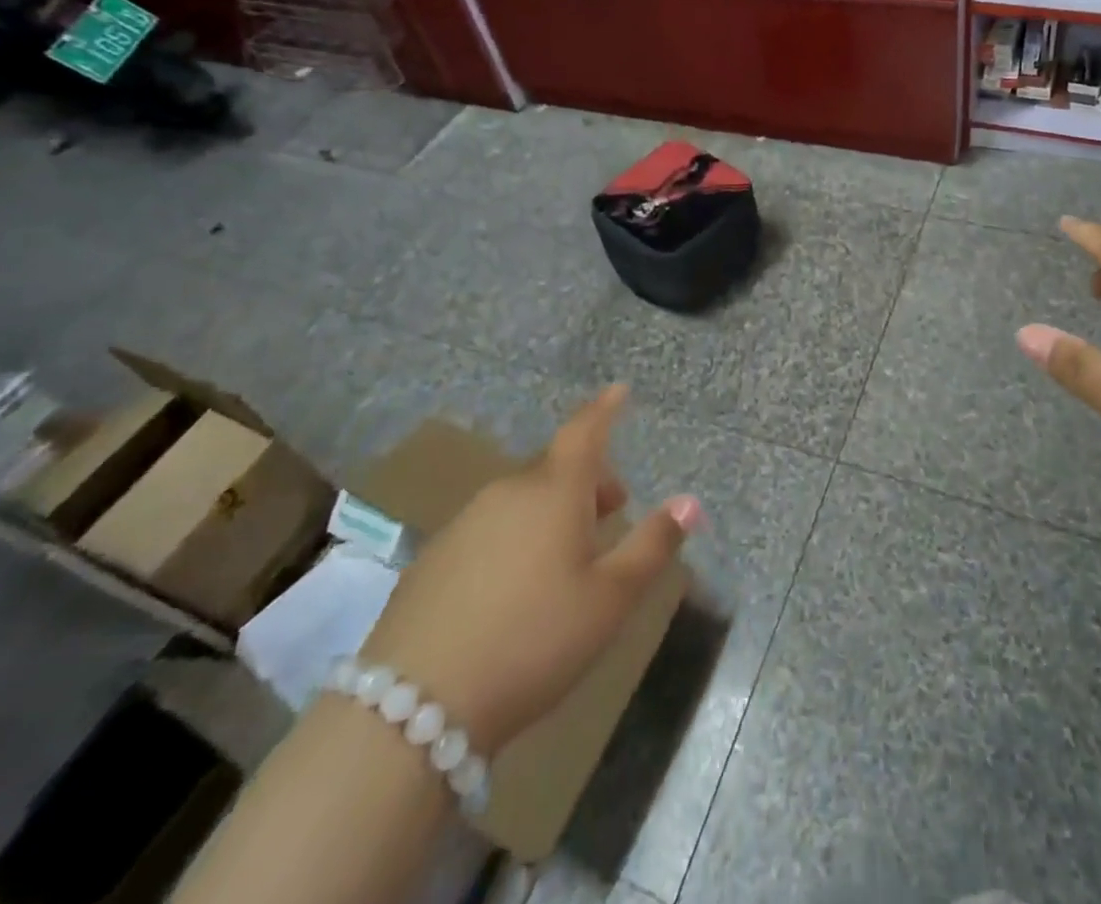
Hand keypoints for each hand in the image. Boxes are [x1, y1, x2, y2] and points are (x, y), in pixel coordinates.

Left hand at [359, 385, 700, 753]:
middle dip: (589, 480)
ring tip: (569, 556)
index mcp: (554, 491)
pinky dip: (516, 537)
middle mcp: (508, 493)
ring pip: (522, 499)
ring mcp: (464, 524)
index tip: (619, 390)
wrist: (410, 709)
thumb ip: (652, 545)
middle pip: (556, 468)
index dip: (604, 408)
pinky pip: (491, 529)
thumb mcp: (610, 598)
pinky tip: (516, 589)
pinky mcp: (432, 560)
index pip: (585, 431)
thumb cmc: (534, 640)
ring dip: (553, 511)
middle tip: (613, 512)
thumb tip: (690, 502)